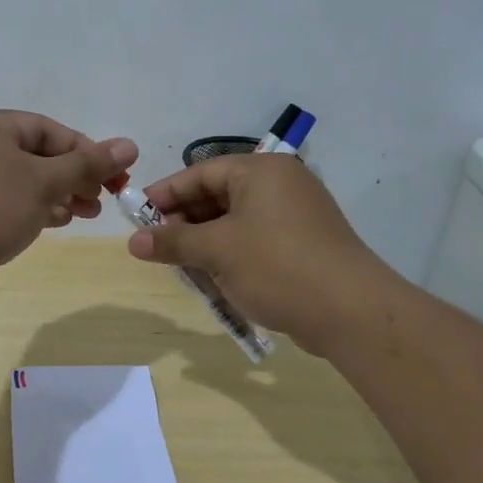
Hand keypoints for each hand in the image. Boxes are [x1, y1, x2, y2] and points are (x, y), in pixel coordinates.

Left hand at [0, 108, 138, 305]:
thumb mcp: (44, 181)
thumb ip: (87, 164)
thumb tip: (130, 145)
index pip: (46, 128)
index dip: (85, 149)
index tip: (114, 174)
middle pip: (36, 155)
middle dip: (74, 176)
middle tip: (105, 197)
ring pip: (23, 181)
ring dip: (59, 195)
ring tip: (89, 213)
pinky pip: (8, 203)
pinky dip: (35, 209)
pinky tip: (60, 221)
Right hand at [126, 154, 381, 353]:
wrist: (350, 310)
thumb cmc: (276, 266)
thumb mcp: (217, 251)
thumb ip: (173, 242)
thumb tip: (133, 241)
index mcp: (260, 171)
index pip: (200, 173)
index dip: (165, 195)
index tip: (135, 217)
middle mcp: (280, 184)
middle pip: (218, 195)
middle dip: (184, 222)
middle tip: (156, 246)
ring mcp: (296, 215)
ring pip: (235, 221)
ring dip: (205, 242)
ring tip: (181, 266)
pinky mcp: (304, 244)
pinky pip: (255, 240)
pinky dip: (231, 254)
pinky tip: (214, 278)